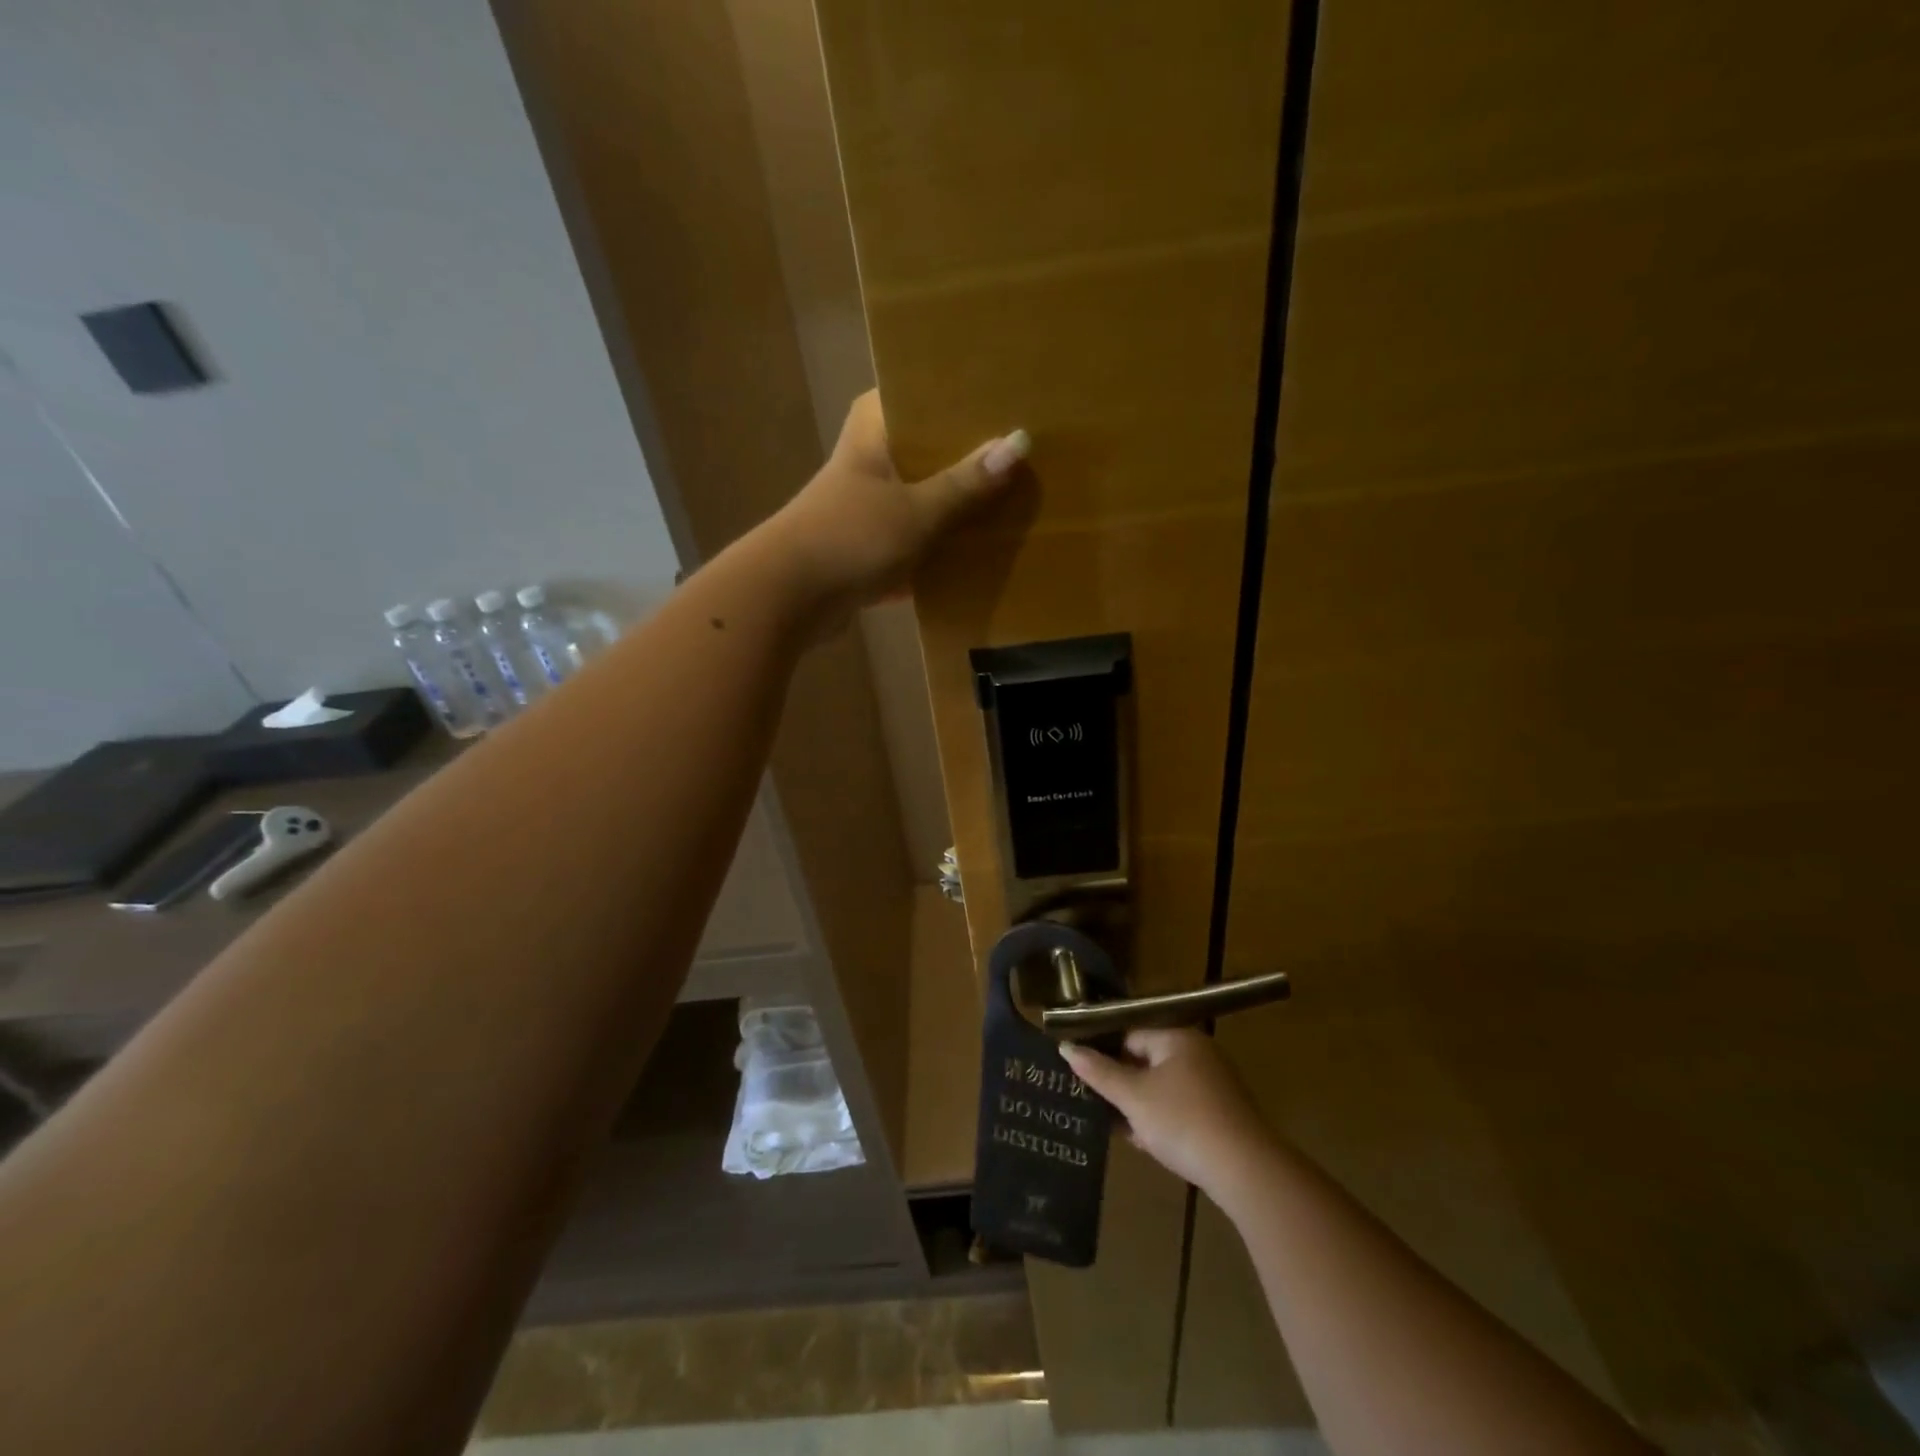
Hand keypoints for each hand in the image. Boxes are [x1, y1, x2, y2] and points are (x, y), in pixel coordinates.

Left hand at [767, 391, 1027, 627]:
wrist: (787, 599)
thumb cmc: (850, 538)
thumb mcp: (917, 511)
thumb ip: (965, 483)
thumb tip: (1019, 443)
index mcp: (873, 430)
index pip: (919, 392)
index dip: (960, 395)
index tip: (1005, 397)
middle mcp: (869, 460)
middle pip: (927, 448)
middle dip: (969, 454)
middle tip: (1022, 450)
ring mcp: (867, 505)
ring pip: (923, 494)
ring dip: (957, 503)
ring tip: (1013, 496)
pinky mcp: (867, 546)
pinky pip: (915, 537)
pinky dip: (940, 543)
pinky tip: (981, 548)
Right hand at [1061, 1029, 1275, 1198]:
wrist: (1246, 1170)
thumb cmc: (1183, 1121)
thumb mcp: (1133, 1097)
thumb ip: (1099, 1072)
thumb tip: (1066, 1047)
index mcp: (1177, 1037)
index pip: (1130, 1033)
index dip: (1104, 1052)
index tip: (1081, 1073)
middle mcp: (1198, 1053)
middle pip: (1146, 1059)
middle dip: (1121, 1082)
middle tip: (1092, 1100)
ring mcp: (1213, 1084)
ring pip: (1162, 1087)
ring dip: (1139, 1104)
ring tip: (1112, 1123)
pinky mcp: (1222, 1114)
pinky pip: (1181, 1108)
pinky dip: (1161, 1119)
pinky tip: (1143, 1141)